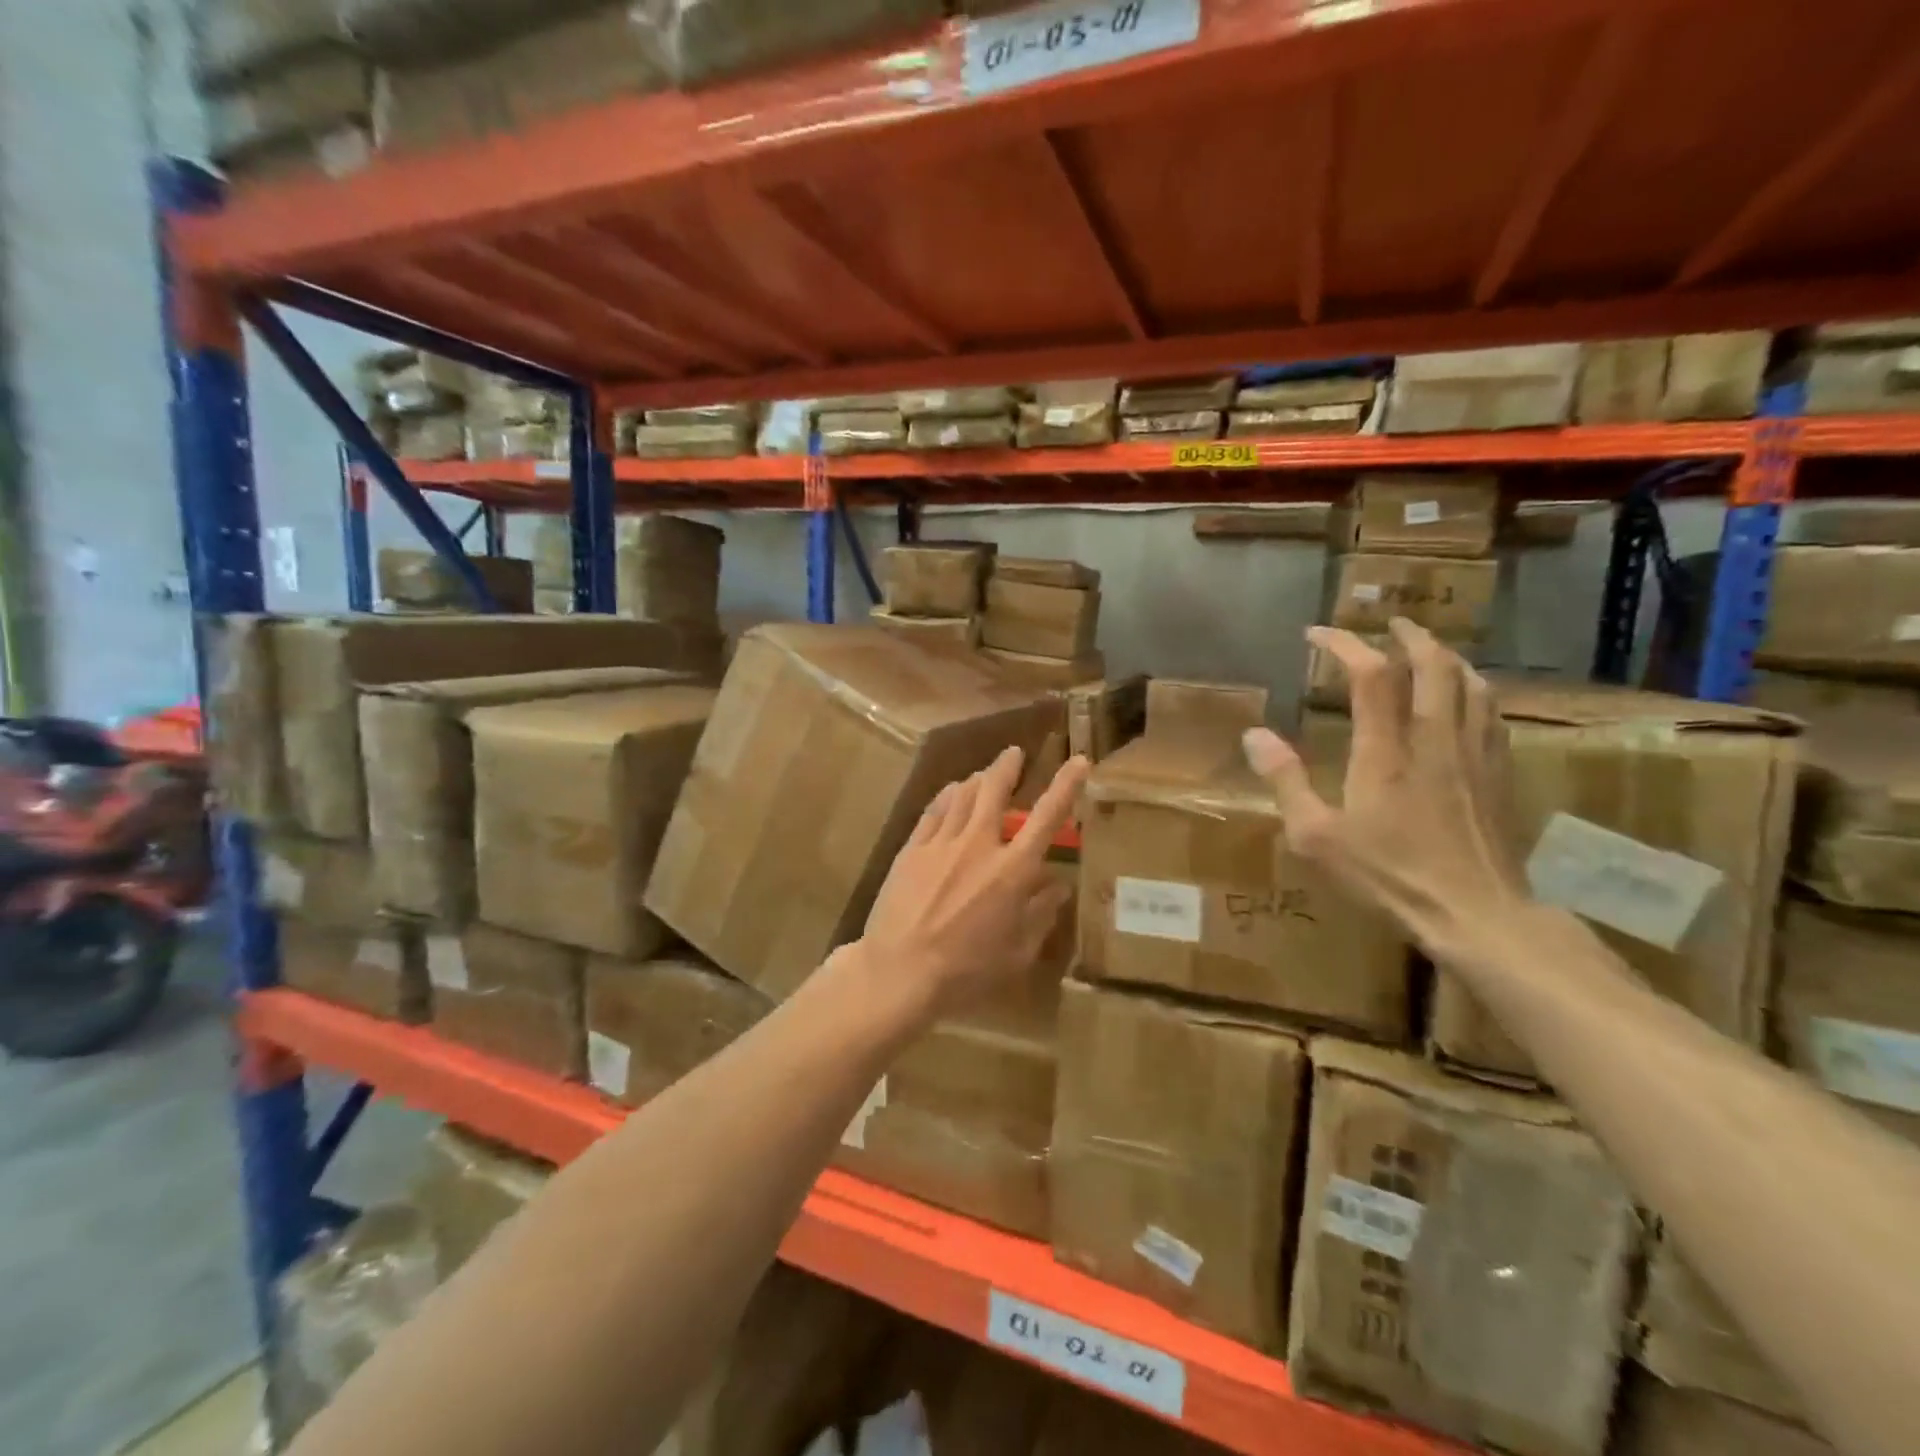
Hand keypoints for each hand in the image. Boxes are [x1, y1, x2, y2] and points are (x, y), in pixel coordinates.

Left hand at [858, 746, 1089, 1022]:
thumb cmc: (966, 972)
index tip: (1079, 761)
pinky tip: (950, 792)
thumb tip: (1057, 885)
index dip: (1066, 785)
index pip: (1047, 817)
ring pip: (962, 795)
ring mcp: (941, 843)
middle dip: (1007, 766)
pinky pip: (933, 810)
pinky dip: (946, 796)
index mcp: (1012, 871)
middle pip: (994, 790)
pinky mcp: (911, 850)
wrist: (899, 972)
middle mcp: (979, 845)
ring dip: (977, 779)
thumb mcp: (1017, 953)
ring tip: (984, 773)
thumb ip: (1040, 915)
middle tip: (1013, 753)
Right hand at [1243, 619, 1530, 961]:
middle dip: (1410, 636)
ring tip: (1429, 650)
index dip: (1344, 644)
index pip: (1369, 676)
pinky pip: (1490, 713)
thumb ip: (1285, 781)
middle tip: (1389, 625)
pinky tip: (1466, 699)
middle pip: (1433, 665)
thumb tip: (1253, 735)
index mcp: (1386, 751)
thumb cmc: (1388, 875)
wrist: (1477, 914)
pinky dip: (1474, 689)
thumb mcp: (1316, 836)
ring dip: (1447, 657)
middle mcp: (1435, 739)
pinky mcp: (1499, 774)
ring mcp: (1475, 754)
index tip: (1316, 634)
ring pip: (1471, 683)